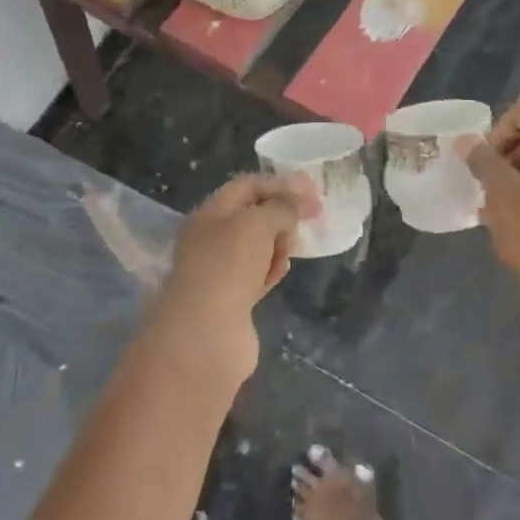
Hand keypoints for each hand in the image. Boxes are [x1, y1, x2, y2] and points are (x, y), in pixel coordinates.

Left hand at [150, 174, 315, 380]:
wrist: (206, 335)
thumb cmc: (229, 266)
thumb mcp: (258, 223)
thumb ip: (282, 206)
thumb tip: (297, 203)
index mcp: (210, 213)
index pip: (248, 186)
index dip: (280, 184)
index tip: (313, 191)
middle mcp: (211, 238)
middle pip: (253, 216)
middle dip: (282, 214)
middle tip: (309, 219)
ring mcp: (220, 270)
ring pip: (257, 246)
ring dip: (279, 243)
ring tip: (292, 248)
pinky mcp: (231, 300)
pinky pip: (257, 275)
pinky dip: (272, 270)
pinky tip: (282, 271)